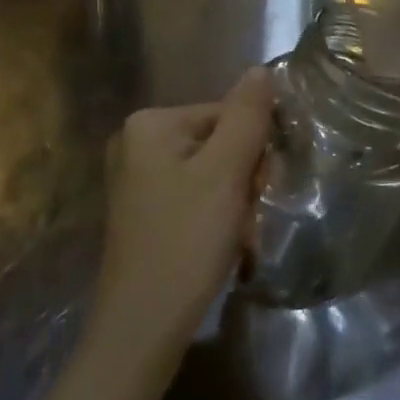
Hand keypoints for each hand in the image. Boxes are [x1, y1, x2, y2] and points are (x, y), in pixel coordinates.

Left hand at [95, 68, 273, 356]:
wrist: (142, 329)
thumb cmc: (186, 242)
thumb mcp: (225, 172)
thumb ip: (247, 117)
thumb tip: (262, 69)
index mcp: (151, 124)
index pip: (228, 115)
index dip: (254, 150)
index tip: (261, 189)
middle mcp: (138, 143)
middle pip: (220, 143)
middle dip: (244, 179)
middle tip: (248, 217)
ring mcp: (138, 181)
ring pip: (213, 174)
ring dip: (237, 202)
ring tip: (239, 237)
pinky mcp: (145, 213)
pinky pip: (196, 198)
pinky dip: (218, 218)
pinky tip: (225, 245)